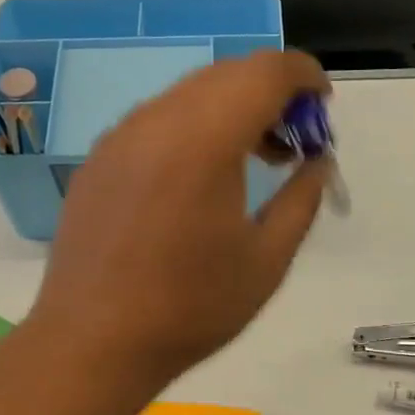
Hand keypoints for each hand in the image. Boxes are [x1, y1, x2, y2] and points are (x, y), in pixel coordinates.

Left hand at [29, 48, 330, 387]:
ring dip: (231, 108)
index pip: (265, 72)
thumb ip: (302, 199)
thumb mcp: (267, 260)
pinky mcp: (98, 158)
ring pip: (189, 94)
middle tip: (295, 141)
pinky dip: (193, 126)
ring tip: (255, 159)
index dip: (304, 76)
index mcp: (204, 139)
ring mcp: (120, 136)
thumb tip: (318, 162)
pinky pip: (156, 120)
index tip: (323, 106)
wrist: (92, 342)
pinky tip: (201, 176)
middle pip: (227, 74)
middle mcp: (157, 120)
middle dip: (271, 93)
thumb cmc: (190, 308)